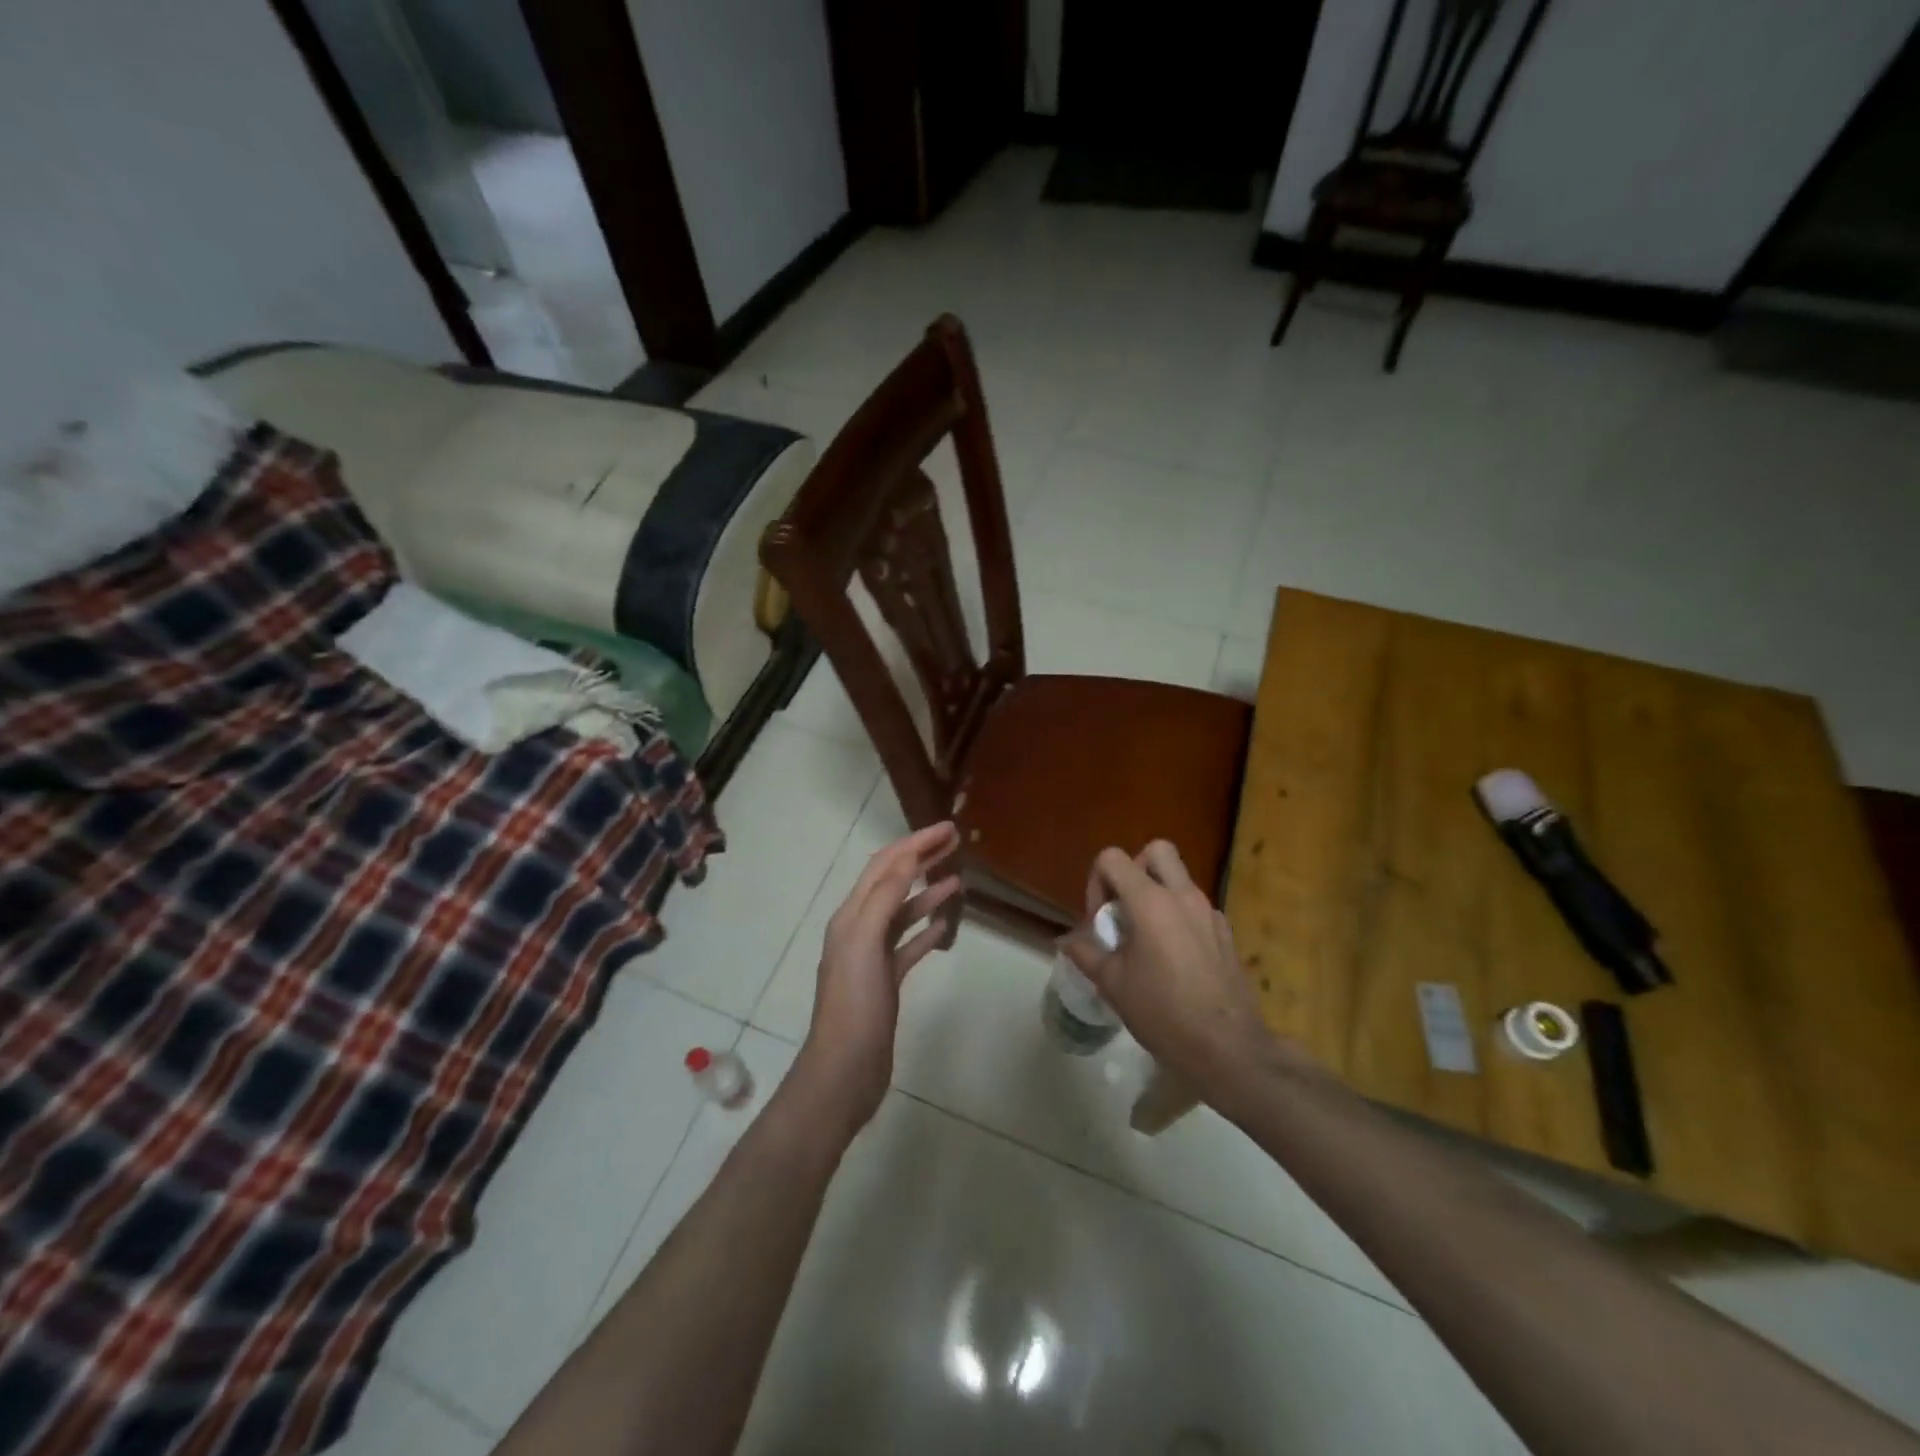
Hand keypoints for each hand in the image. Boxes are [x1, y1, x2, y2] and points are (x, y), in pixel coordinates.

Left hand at [796, 822, 962, 1133]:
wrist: (844, 1071)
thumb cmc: (854, 1006)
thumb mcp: (864, 944)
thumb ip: (884, 898)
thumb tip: (906, 857)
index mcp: (851, 916)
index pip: (884, 865)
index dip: (914, 843)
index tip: (947, 828)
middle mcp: (859, 929)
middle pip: (893, 882)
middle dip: (921, 858)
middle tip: (955, 842)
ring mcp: (872, 956)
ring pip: (903, 913)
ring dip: (928, 892)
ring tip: (958, 879)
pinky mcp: (886, 981)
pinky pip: (909, 945)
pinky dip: (928, 930)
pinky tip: (947, 925)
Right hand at [1059, 841, 1302, 1105]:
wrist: (1227, 1048)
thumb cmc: (1163, 1013)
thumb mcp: (1112, 984)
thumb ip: (1086, 953)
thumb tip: (1066, 940)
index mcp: (1150, 902)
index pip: (1113, 858)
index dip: (1097, 881)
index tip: (1099, 919)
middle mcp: (1182, 896)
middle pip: (1156, 850)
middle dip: (1134, 869)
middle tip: (1125, 907)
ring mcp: (1209, 912)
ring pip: (1179, 878)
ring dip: (1157, 893)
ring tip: (1145, 937)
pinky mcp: (1226, 933)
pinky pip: (1196, 906)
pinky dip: (1179, 916)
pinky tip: (1173, 957)